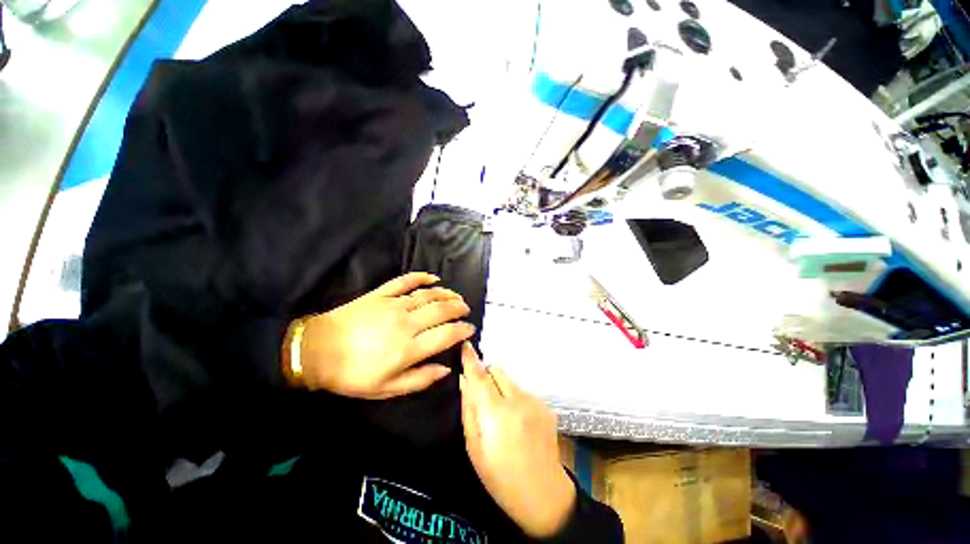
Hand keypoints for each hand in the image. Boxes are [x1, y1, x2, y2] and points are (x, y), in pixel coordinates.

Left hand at [295, 272, 475, 398]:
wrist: (316, 351)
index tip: (470, 328)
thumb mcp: (386, 389)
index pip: (446, 334)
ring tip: (456, 295)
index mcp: (409, 348)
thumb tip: (445, 369)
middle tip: (466, 309)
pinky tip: (433, 277)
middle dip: (458, 308)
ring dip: (446, 294)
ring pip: (428, 295)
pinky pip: (405, 281)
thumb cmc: (352, 375)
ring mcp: (393, 305)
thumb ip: (419, 379)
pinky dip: (421, 277)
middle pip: (441, 310)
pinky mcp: (381, 294)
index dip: (462, 330)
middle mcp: (406, 323)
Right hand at [459, 343, 576, 537]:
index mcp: (498, 414)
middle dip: (487, 377)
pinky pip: (522, 392)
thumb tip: (464, 381)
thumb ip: (469, 410)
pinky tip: (517, 422)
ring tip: (501, 416)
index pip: (481, 377)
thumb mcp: (474, 448)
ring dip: (501, 389)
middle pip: (497, 371)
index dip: (472, 360)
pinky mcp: (546, 406)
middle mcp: (519, 401)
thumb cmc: (500, 478)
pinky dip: (514, 398)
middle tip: (483, 398)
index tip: (466, 345)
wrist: (544, 495)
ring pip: (510, 381)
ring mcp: (536, 402)